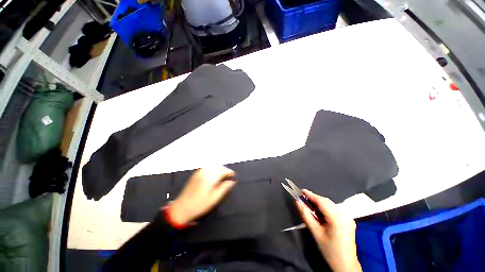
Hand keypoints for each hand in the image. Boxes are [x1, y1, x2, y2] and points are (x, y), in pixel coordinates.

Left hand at [168, 166, 235, 225]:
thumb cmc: (199, 205)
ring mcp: (199, 172)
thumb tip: (232, 181)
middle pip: (218, 166)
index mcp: (209, 178)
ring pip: (212, 166)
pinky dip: (213, 168)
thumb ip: (224, 188)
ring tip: (223, 175)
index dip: (229, 172)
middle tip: (229, 176)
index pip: (222, 171)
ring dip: (219, 168)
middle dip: (225, 169)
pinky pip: (207, 167)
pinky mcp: (195, 174)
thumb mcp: (214, 198)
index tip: (233, 175)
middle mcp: (204, 172)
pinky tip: (214, 174)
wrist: (181, 208)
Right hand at [297, 190, 361, 271]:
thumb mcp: (315, 233)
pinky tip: (320, 212)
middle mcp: (345, 215)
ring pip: (331, 204)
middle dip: (315, 199)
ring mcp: (348, 217)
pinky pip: (335, 209)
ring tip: (310, 205)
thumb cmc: (329, 250)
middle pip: (327, 202)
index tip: (301, 190)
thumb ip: (306, 215)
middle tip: (303, 199)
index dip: (311, 195)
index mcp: (337, 218)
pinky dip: (326, 208)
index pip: (321, 201)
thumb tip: (298, 202)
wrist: (346, 265)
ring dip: (320, 203)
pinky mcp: (349, 220)